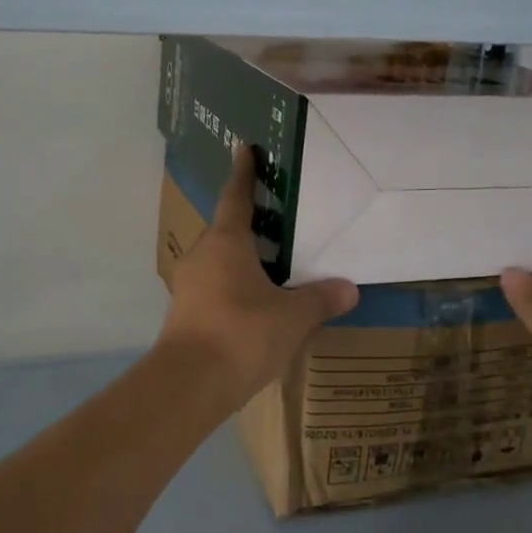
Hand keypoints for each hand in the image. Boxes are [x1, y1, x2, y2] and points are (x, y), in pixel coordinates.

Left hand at [159, 148, 358, 411]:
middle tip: (273, 218)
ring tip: (267, 265)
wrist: (188, 384)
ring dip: (239, 259)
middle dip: (246, 223)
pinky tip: (251, 305)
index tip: (243, 147)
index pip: (236, 197)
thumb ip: (319, 299)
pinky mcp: (183, 314)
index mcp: (226, 242)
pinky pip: (212, 287)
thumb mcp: (291, 317)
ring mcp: (188, 285)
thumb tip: (349, 288)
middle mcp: (202, 255)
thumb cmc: (242, 334)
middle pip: (225, 230)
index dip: (243, 172)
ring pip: (217, 261)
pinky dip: (231, 287)